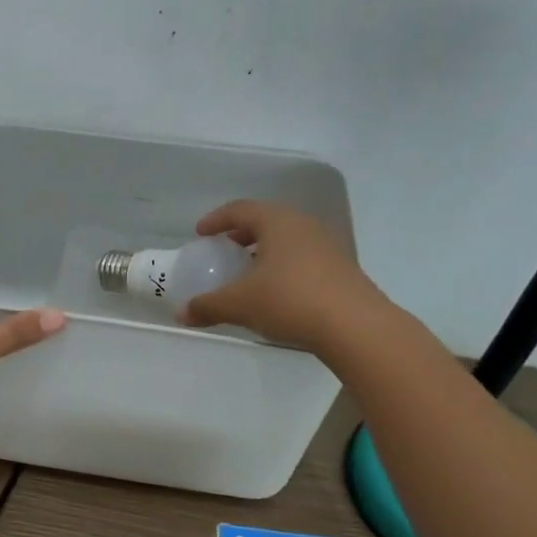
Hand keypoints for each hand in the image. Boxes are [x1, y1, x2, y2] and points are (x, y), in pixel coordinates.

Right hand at [179, 200, 383, 351]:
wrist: (355, 326)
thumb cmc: (290, 301)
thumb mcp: (240, 304)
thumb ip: (208, 306)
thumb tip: (181, 313)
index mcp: (278, 222)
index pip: (241, 209)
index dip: (217, 219)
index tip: (200, 233)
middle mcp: (304, 225)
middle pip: (266, 221)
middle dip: (241, 234)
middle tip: (223, 251)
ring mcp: (327, 246)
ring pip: (287, 240)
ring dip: (263, 252)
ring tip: (248, 273)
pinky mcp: (341, 269)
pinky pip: (302, 258)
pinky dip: (282, 267)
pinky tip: (275, 292)